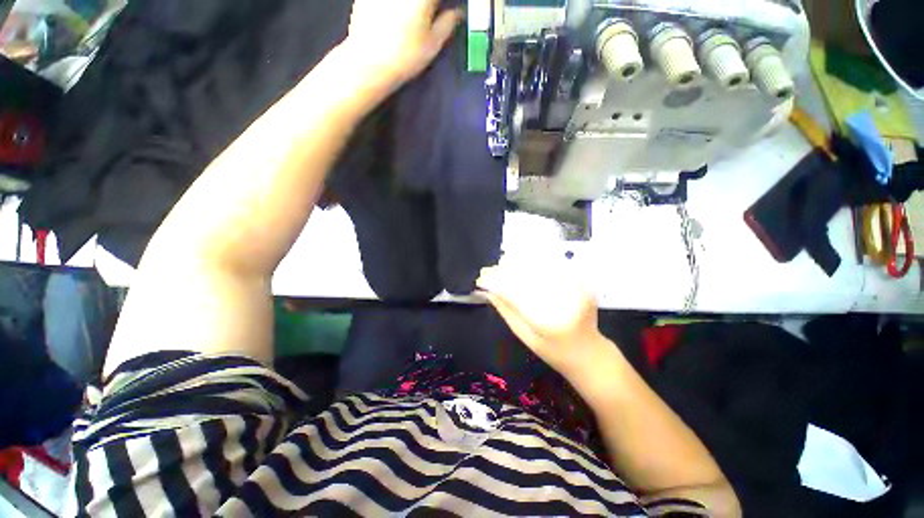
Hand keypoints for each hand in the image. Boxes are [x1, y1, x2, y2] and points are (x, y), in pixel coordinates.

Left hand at [341, 0, 460, 99]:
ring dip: (411, 6)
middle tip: (431, 14)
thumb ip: (448, 23)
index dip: (442, 5)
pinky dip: (395, 6)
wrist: (369, 62)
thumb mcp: (433, 44)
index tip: (444, 12)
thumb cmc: (406, 56)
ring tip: (413, 18)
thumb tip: (458, 12)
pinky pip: (388, 0)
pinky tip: (393, 17)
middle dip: (428, 5)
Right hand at [476, 262, 609, 381]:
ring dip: (517, 264)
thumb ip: (507, 311)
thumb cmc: (554, 352)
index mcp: (548, 321)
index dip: (495, 282)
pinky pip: (553, 266)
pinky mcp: (581, 283)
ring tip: (502, 267)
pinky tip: (522, 267)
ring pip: (539, 267)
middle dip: (503, 271)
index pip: (515, 293)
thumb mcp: (525, 336)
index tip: (481, 279)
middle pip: (527, 276)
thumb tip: (487, 291)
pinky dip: (534, 264)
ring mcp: (575, 289)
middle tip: (488, 271)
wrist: (589, 353)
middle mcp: (563, 301)